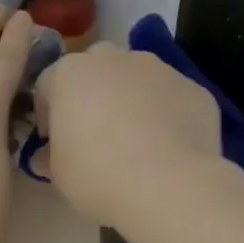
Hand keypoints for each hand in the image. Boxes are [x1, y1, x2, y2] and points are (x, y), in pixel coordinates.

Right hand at [33, 43, 222, 227]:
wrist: (169, 184)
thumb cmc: (99, 175)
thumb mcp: (58, 174)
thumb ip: (51, 154)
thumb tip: (49, 154)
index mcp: (70, 72)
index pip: (49, 84)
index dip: (49, 113)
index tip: (54, 141)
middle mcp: (115, 58)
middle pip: (96, 69)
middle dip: (93, 94)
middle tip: (96, 133)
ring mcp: (159, 68)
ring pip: (138, 78)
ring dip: (133, 99)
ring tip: (139, 140)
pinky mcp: (194, 87)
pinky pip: (172, 97)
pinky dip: (168, 114)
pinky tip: (170, 146)